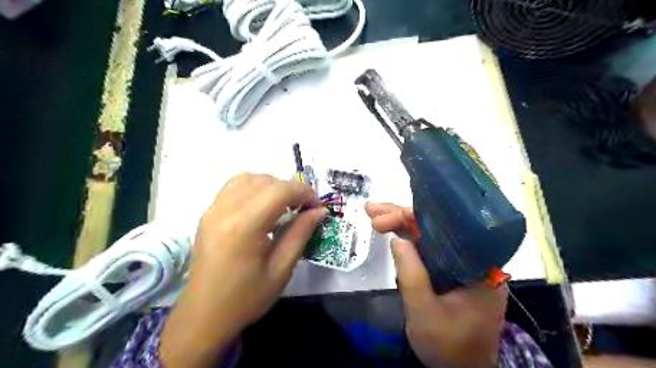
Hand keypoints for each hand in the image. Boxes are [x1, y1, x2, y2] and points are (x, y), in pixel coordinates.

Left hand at [163, 172, 325, 367]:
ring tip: (284, 205)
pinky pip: (234, 185)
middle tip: (304, 208)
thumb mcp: (281, 270)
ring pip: (249, 178)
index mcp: (244, 227)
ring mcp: (213, 209)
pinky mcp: (208, 213)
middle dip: (291, 189)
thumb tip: (320, 211)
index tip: (317, 206)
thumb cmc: (246, 299)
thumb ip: (301, 234)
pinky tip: (262, 206)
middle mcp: (225, 210)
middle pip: (266, 181)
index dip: (304, 192)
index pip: (280, 191)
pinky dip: (254, 187)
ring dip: (272, 185)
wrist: (204, 316)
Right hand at [367, 202, 509, 366]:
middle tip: (371, 209)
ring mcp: (461, 264)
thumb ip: (412, 275)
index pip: (445, 227)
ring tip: (374, 215)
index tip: (382, 217)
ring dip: (401, 224)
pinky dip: (408, 240)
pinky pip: (429, 249)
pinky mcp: (450, 271)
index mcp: (479, 266)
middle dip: (401, 217)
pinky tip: (392, 231)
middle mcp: (473, 258)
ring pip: (430, 235)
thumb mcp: (425, 313)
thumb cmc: (450, 347)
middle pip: (436, 227)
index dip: (411, 216)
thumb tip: (398, 239)